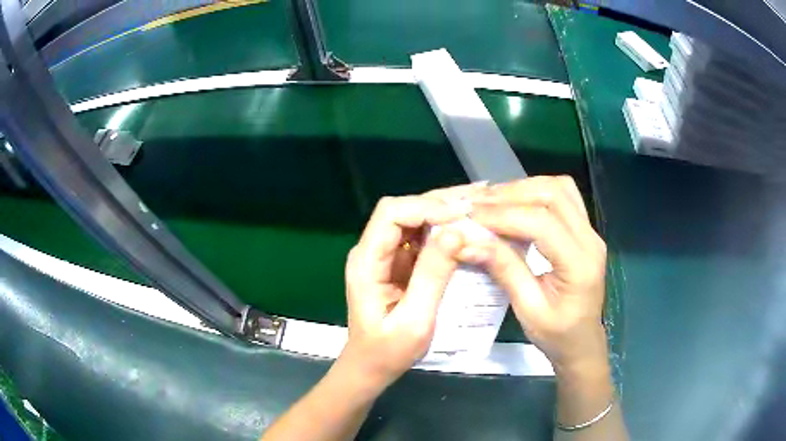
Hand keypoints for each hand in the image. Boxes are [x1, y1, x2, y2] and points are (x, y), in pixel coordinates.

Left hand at [339, 184, 483, 390]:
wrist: (371, 366)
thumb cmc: (388, 351)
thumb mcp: (414, 321)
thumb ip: (432, 276)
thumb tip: (456, 233)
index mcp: (367, 262)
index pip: (391, 214)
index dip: (426, 206)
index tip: (462, 213)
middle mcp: (372, 250)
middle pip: (403, 210)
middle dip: (440, 202)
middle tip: (479, 200)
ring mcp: (385, 255)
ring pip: (414, 219)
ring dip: (444, 211)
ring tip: (479, 206)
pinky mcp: (398, 262)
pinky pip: (421, 236)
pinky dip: (444, 228)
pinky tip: (468, 226)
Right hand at [459, 176, 607, 373]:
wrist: (582, 342)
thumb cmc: (557, 335)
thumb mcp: (528, 309)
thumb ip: (504, 270)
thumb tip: (468, 243)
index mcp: (580, 264)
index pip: (541, 223)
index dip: (503, 215)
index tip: (470, 216)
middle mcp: (590, 240)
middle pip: (553, 194)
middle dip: (512, 194)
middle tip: (477, 204)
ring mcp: (590, 232)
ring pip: (560, 189)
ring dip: (524, 188)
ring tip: (493, 202)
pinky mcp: (584, 231)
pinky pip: (563, 197)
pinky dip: (536, 192)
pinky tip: (515, 204)